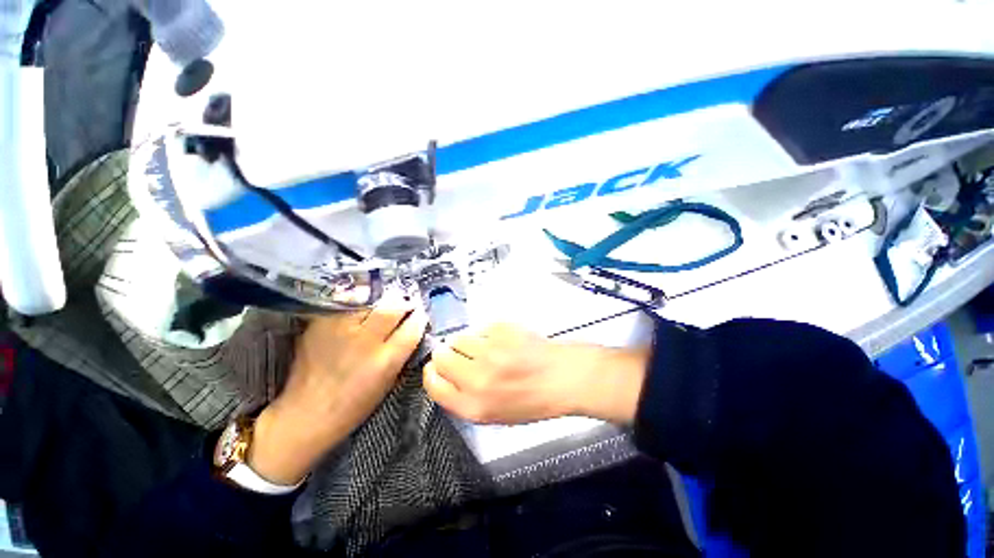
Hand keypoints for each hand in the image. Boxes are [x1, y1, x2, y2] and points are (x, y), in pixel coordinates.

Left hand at [246, 299, 427, 484]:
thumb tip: (413, 326)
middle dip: (403, 303)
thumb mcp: (388, 381)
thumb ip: (401, 352)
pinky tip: (358, 311)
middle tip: (404, 305)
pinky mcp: (319, 324)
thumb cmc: (354, 405)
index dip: (419, 317)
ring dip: (380, 302)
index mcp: (385, 361)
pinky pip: (346, 304)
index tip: (419, 314)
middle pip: (392, 308)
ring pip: (369, 301)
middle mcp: (365, 341)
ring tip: (381, 307)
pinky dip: (357, 304)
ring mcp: (339, 330)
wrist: (306, 414)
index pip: (412, 327)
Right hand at [423, 323, 649, 425]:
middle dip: (447, 356)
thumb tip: (446, 375)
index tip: (437, 368)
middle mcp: (477, 378)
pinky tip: (503, 342)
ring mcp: (489, 350)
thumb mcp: (495, 415)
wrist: (563, 377)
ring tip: (486, 348)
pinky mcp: (500, 329)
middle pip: (441, 358)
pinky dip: (485, 335)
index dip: (433, 374)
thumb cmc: (532, 400)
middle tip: (463, 356)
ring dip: (466, 344)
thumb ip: (465, 398)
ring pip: (458, 339)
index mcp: (474, 407)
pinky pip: (480, 329)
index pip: (434, 385)